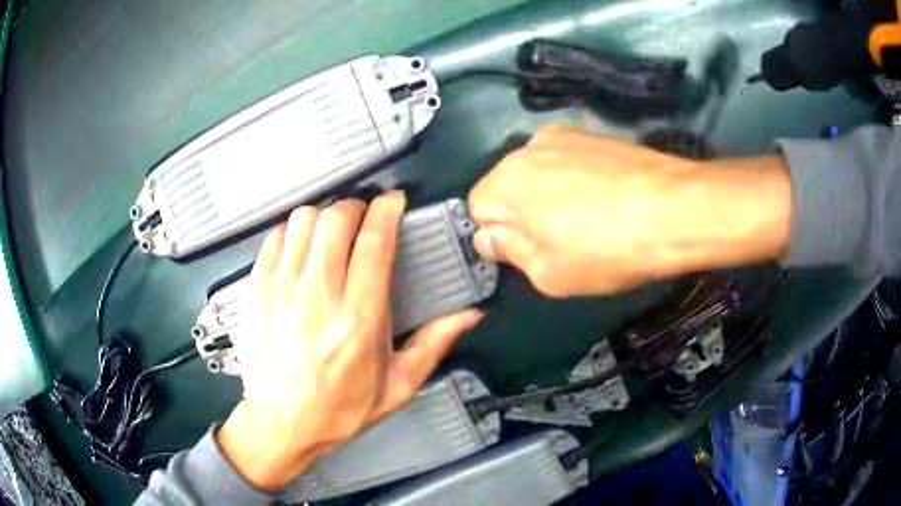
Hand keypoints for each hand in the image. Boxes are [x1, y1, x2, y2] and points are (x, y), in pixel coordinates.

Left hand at [217, 192, 482, 490]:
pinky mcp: (256, 288)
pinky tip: (302, 249)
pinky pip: (276, 237)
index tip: (393, 202)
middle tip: (363, 219)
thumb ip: (434, 344)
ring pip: (304, 220)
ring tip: (332, 234)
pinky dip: (293, 232)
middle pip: (337, 218)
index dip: (387, 210)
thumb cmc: (341, 408)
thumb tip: (470, 315)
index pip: (374, 241)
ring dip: (324, 218)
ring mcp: (282, 287)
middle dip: (356, 207)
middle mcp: (318, 295)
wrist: (281, 422)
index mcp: (359, 318)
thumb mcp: (398, 385)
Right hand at [469, 125, 790, 295]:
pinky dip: (577, 179)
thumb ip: (509, 252)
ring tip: (590, 218)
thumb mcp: (548, 274)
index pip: (478, 208)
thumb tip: (490, 235)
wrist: (674, 209)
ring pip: (540, 171)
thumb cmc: (606, 249)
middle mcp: (528, 147)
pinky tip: (607, 198)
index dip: (500, 235)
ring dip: (551, 195)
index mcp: (506, 181)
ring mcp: (564, 135)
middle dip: (524, 213)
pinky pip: (569, 160)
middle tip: (561, 240)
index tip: (529, 252)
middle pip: (509, 186)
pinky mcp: (594, 134)